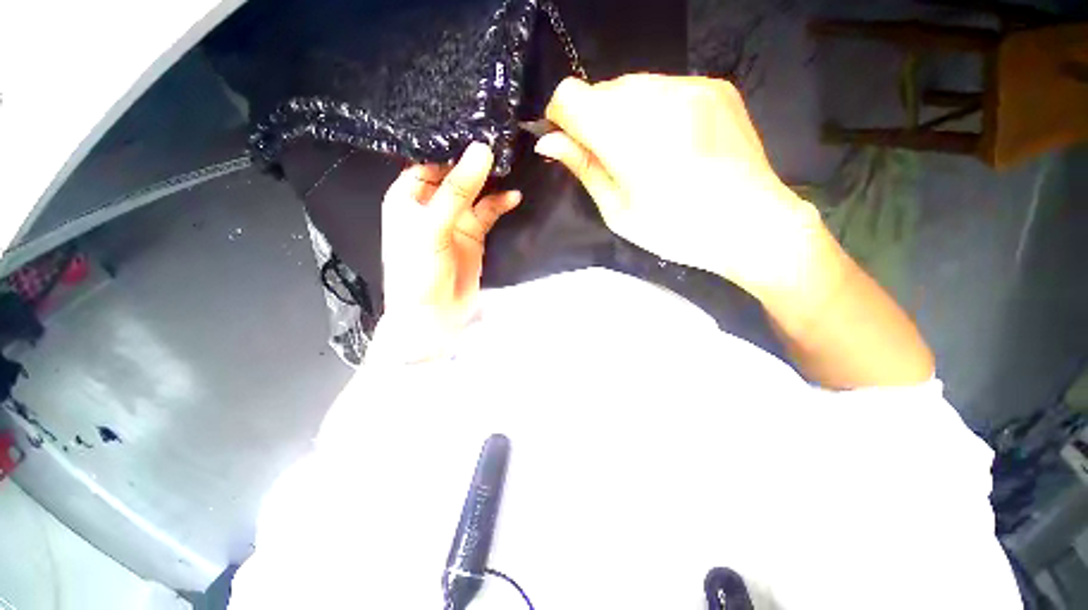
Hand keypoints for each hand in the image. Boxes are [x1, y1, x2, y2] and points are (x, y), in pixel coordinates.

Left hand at [378, 142, 520, 359]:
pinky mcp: (473, 234)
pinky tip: (513, 197)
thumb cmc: (419, 271)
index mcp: (407, 196)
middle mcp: (430, 204)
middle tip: (501, 140)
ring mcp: (454, 219)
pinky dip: (500, 204)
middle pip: (455, 174)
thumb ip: (457, 191)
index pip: (429, 160)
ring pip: (474, 192)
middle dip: (475, 161)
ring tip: (510, 164)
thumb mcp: (433, 227)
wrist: (434, 316)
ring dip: (490, 181)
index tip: (477, 127)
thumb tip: (481, 151)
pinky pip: (488, 213)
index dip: (450, 146)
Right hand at [534, 75, 823, 301]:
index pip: (569, 96)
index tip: (568, 144)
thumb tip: (548, 143)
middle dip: (592, 119)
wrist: (751, 224)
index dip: (560, 118)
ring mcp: (690, 84)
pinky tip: (670, 142)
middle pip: (600, 89)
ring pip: (632, 85)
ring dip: (622, 114)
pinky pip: (665, 87)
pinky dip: (653, 109)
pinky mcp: (714, 85)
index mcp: (626, 134)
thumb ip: (584, 168)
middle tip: (608, 158)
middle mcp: (655, 94)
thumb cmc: (675, 230)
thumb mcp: (618, 211)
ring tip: (642, 153)